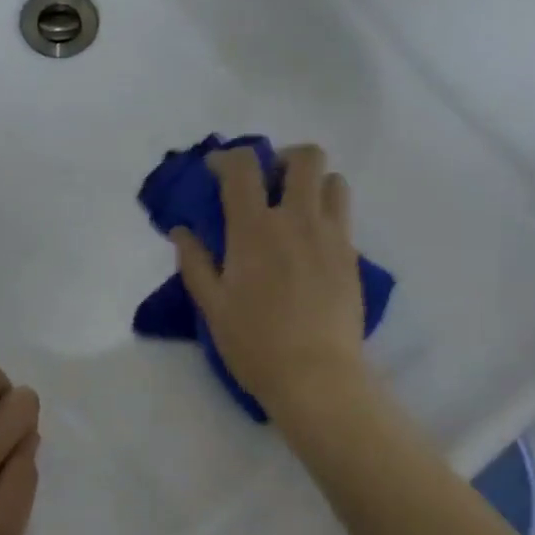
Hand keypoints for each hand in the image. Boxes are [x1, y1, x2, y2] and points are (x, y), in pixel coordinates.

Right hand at [172, 144, 372, 423]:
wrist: (316, 376)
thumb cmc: (255, 343)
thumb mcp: (212, 306)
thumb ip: (194, 262)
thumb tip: (182, 230)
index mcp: (255, 229)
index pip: (244, 167)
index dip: (228, 158)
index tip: (217, 170)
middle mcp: (297, 220)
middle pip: (305, 158)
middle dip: (284, 158)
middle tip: (268, 183)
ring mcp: (331, 235)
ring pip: (334, 180)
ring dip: (313, 183)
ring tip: (295, 209)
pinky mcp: (352, 256)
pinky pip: (344, 216)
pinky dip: (326, 214)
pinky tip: (310, 245)